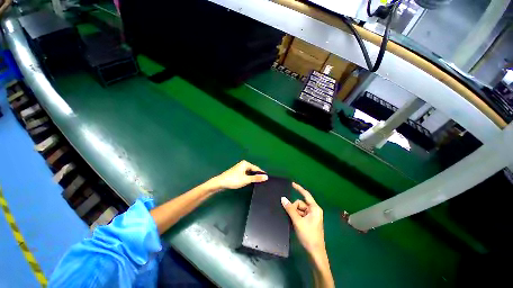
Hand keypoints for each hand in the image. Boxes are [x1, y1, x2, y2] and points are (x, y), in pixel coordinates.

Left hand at [210, 160, 267, 190]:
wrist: (220, 183)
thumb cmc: (233, 180)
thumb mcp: (246, 180)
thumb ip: (256, 178)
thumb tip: (266, 177)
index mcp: (245, 163)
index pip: (256, 168)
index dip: (261, 174)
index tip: (266, 180)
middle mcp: (243, 164)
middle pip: (253, 170)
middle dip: (256, 176)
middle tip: (261, 182)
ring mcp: (240, 168)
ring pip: (249, 173)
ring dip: (252, 177)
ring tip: (256, 183)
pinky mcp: (237, 172)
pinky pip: (245, 174)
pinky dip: (248, 178)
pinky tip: (248, 182)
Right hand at [281, 183, 324, 254]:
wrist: (315, 253)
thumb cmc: (309, 236)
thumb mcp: (298, 221)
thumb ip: (290, 209)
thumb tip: (283, 198)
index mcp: (314, 208)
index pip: (305, 194)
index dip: (298, 188)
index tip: (291, 183)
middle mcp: (313, 211)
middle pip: (300, 203)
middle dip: (294, 208)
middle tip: (291, 216)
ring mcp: (311, 216)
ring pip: (299, 210)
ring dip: (294, 214)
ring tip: (293, 222)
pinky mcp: (308, 222)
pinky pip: (300, 215)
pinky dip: (296, 217)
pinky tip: (293, 223)